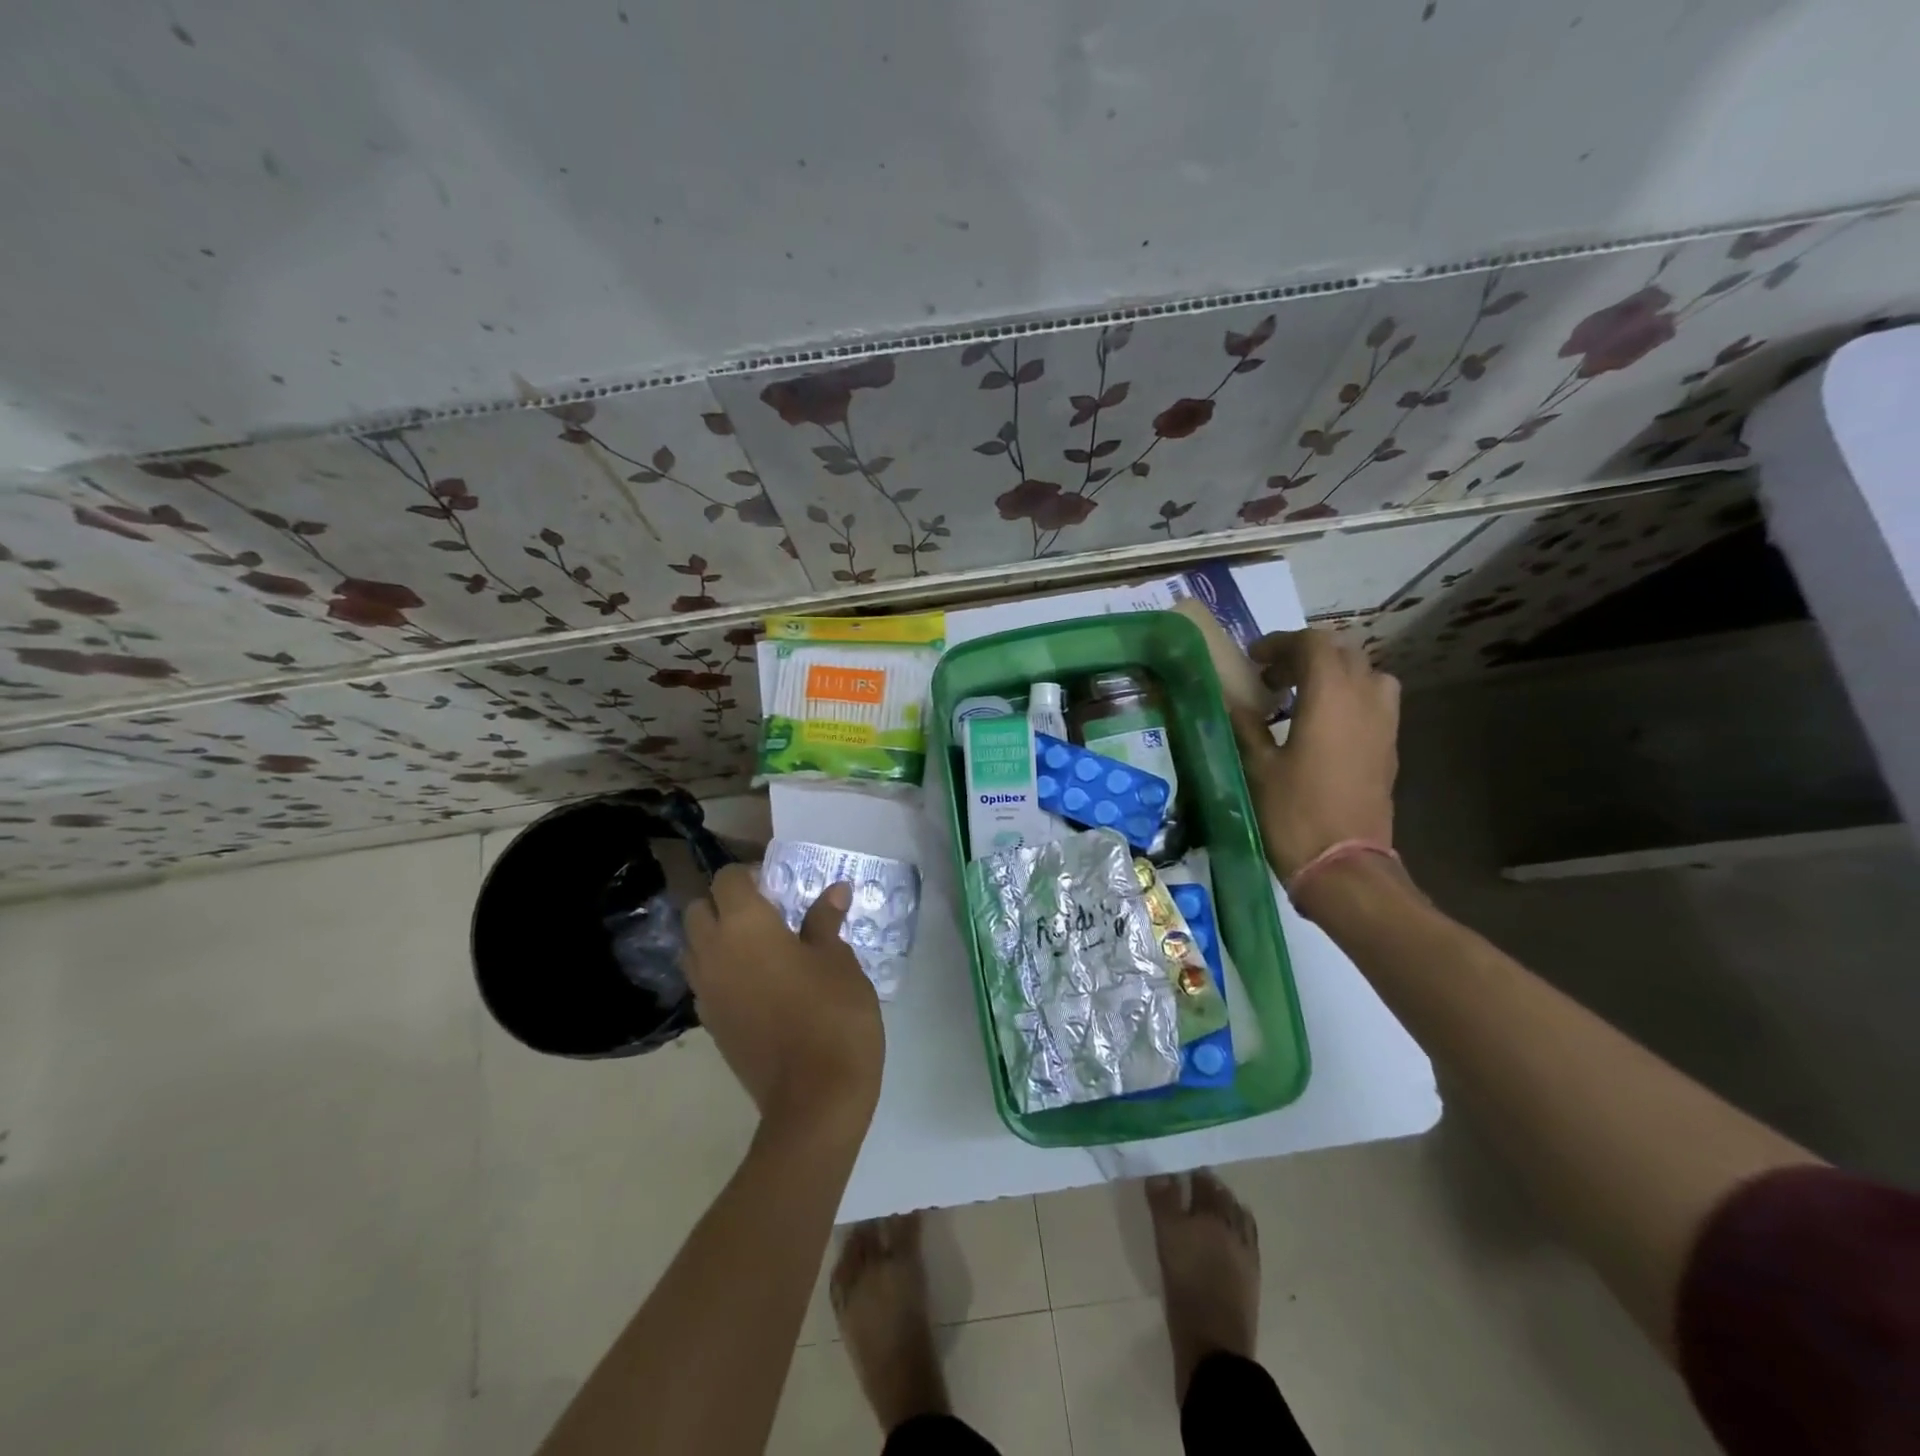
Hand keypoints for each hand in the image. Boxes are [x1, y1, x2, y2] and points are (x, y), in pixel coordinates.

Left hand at [683, 864, 883, 1136]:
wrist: (814, 1097)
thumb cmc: (832, 1014)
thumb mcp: (838, 960)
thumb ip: (825, 921)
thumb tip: (834, 891)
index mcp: (743, 925)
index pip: (727, 879)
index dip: (750, 875)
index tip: (779, 886)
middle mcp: (713, 952)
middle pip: (698, 910)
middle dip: (724, 903)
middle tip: (767, 912)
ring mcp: (706, 991)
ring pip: (694, 947)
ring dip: (716, 936)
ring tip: (759, 946)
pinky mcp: (710, 1024)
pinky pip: (703, 980)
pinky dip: (720, 970)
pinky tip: (758, 982)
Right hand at [1231, 629, 1399, 879]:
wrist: (1344, 867)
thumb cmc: (1294, 813)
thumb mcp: (1257, 767)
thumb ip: (1245, 724)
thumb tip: (1230, 698)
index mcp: (1330, 697)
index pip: (1312, 644)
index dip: (1280, 643)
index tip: (1253, 659)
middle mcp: (1365, 700)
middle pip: (1342, 653)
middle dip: (1305, 655)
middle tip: (1271, 678)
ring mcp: (1383, 725)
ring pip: (1366, 675)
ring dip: (1334, 674)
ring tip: (1301, 696)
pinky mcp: (1388, 748)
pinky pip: (1374, 702)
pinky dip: (1348, 698)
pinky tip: (1320, 726)